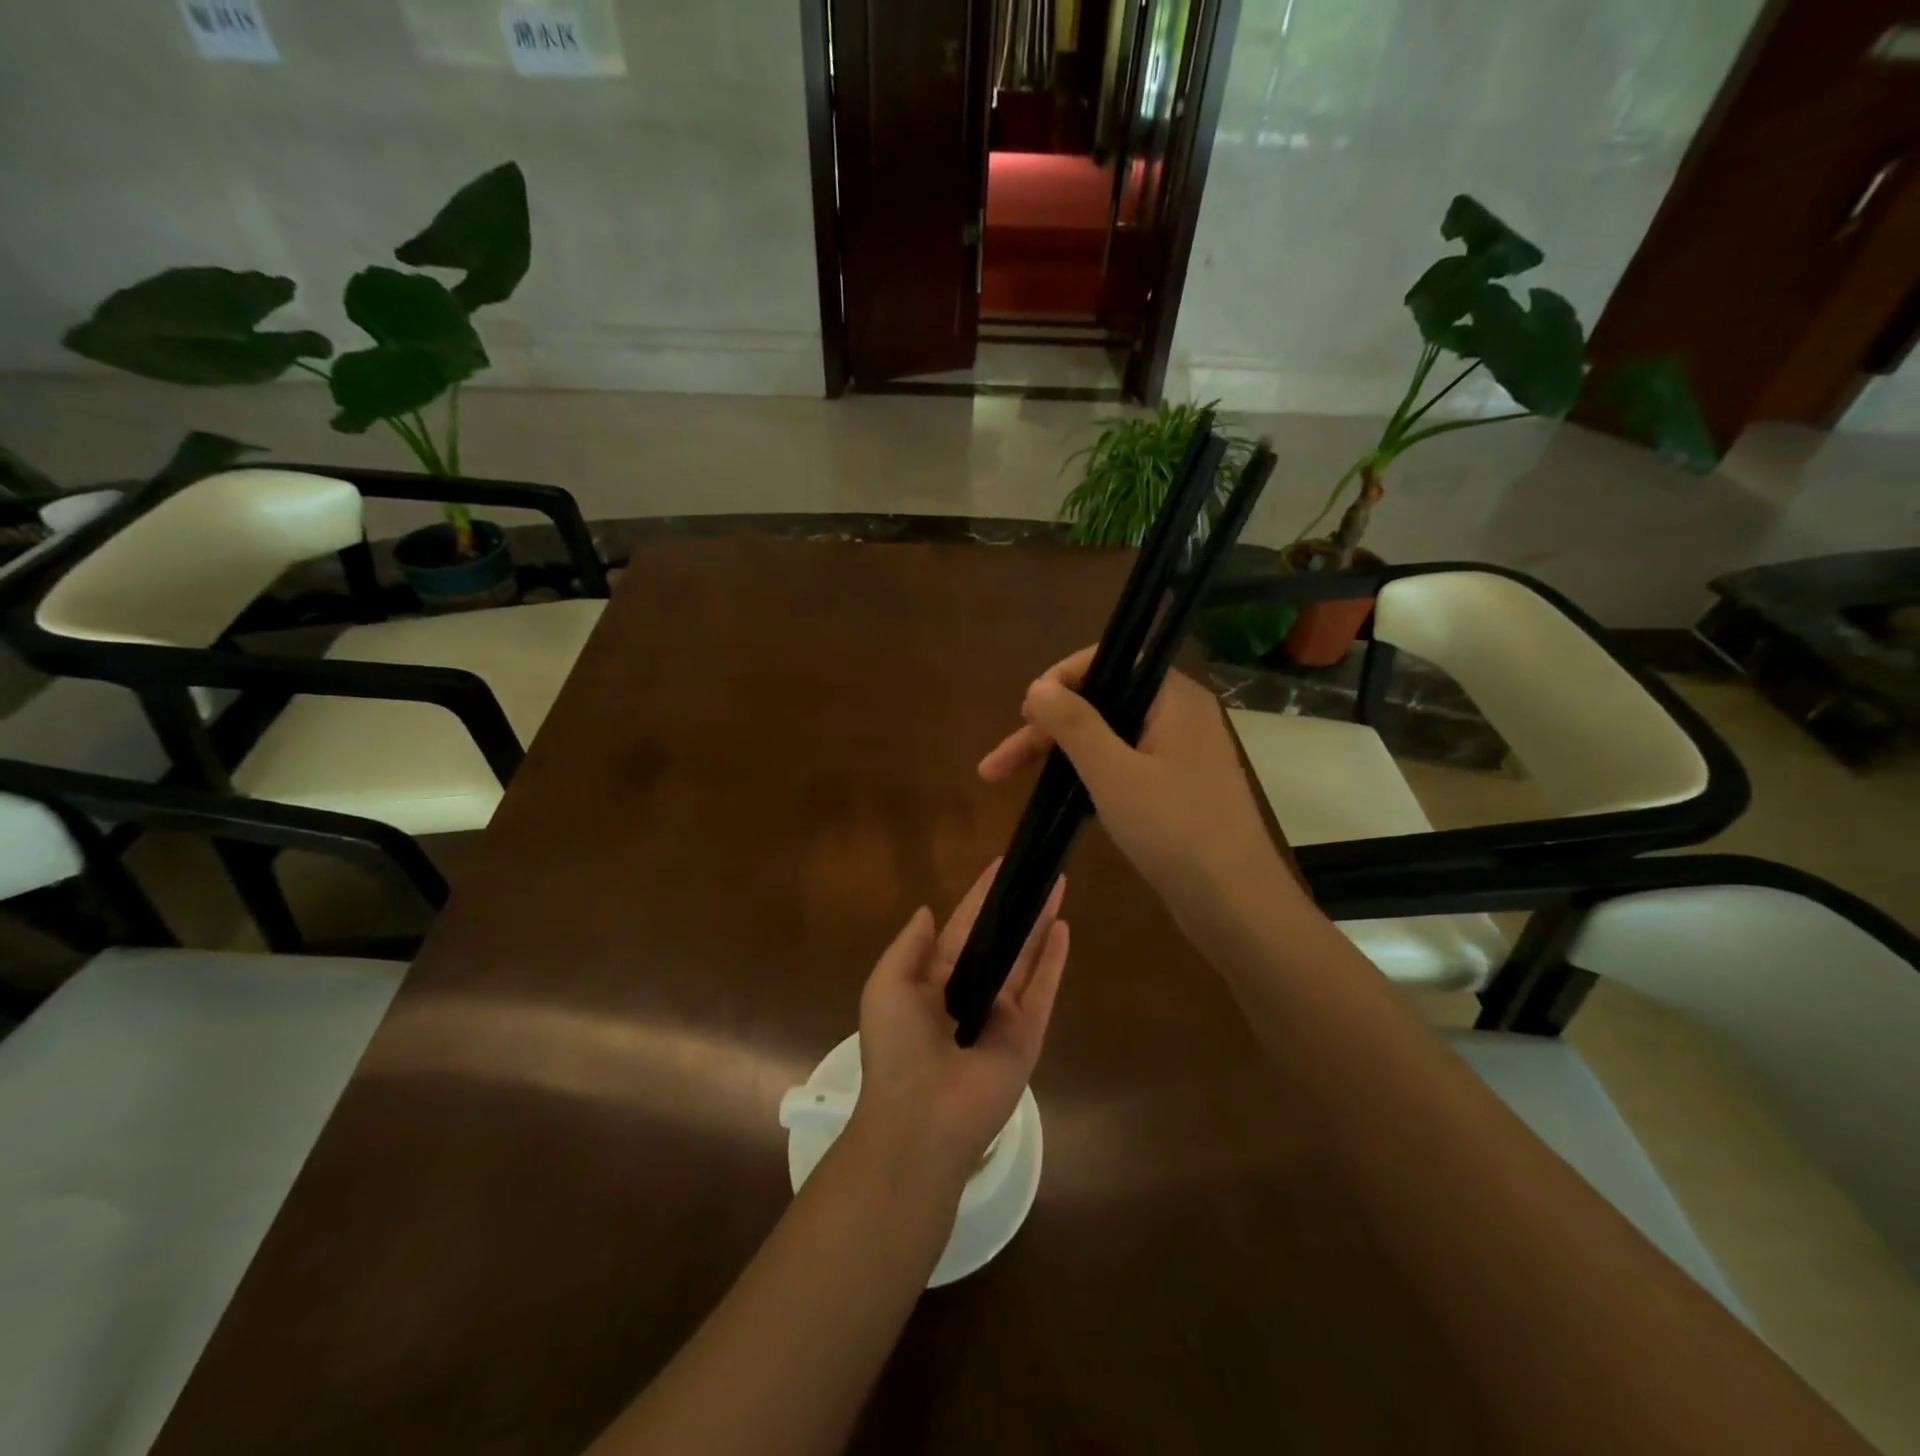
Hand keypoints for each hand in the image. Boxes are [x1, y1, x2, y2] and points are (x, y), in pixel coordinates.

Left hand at [852, 861, 1068, 1189]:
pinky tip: (1063, 926)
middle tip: (1036, 871)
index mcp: (933, 982)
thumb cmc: (897, 1047)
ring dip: (1040, 923)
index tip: (999, 867)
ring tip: (1056, 885)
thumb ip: (909, 946)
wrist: (921, 1118)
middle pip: (999, 940)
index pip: (962, 929)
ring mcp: (1002, 1015)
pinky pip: (1043, 989)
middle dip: (1016, 907)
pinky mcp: (1027, 1035)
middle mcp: (970, 994)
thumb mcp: (886, 986)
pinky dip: (1054, 959)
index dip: (979, 898)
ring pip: (1026, 958)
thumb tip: (927, 911)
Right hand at [978, 647, 1304, 940]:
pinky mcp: (1175, 788)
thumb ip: (1074, 724)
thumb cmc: (1175, 830)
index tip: (1025, 713)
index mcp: (1173, 698)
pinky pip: (1122, 765)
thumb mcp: (1114, 773)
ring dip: (1059, 754)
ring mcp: (1179, 754)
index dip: (1061, 680)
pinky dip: (1087, 774)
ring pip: (1107, 738)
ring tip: (1007, 776)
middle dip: (1046, 729)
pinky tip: (1056, 793)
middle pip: (1101, 703)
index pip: (1110, 661)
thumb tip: (1039, 686)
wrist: (1235, 905)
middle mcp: (1179, 716)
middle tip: (999, 763)